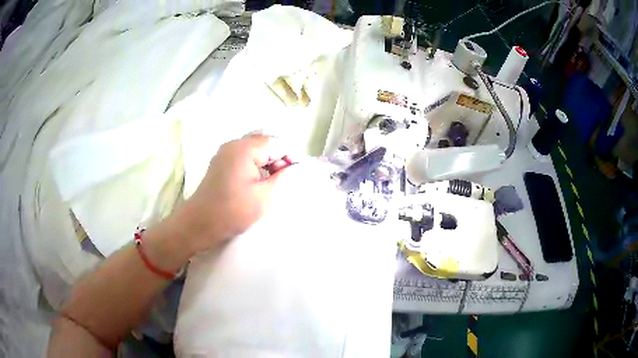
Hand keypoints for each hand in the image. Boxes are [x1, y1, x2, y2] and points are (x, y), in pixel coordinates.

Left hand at [173, 135, 293, 252]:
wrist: (199, 224)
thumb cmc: (232, 211)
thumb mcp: (265, 195)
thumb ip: (285, 176)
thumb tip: (300, 165)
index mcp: (245, 148)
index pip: (278, 143)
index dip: (291, 157)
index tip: (296, 176)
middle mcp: (234, 144)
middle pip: (266, 141)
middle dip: (279, 158)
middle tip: (282, 180)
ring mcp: (225, 152)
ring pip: (255, 148)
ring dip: (267, 161)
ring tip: (270, 183)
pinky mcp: (221, 162)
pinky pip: (244, 155)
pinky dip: (255, 164)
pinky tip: (256, 182)